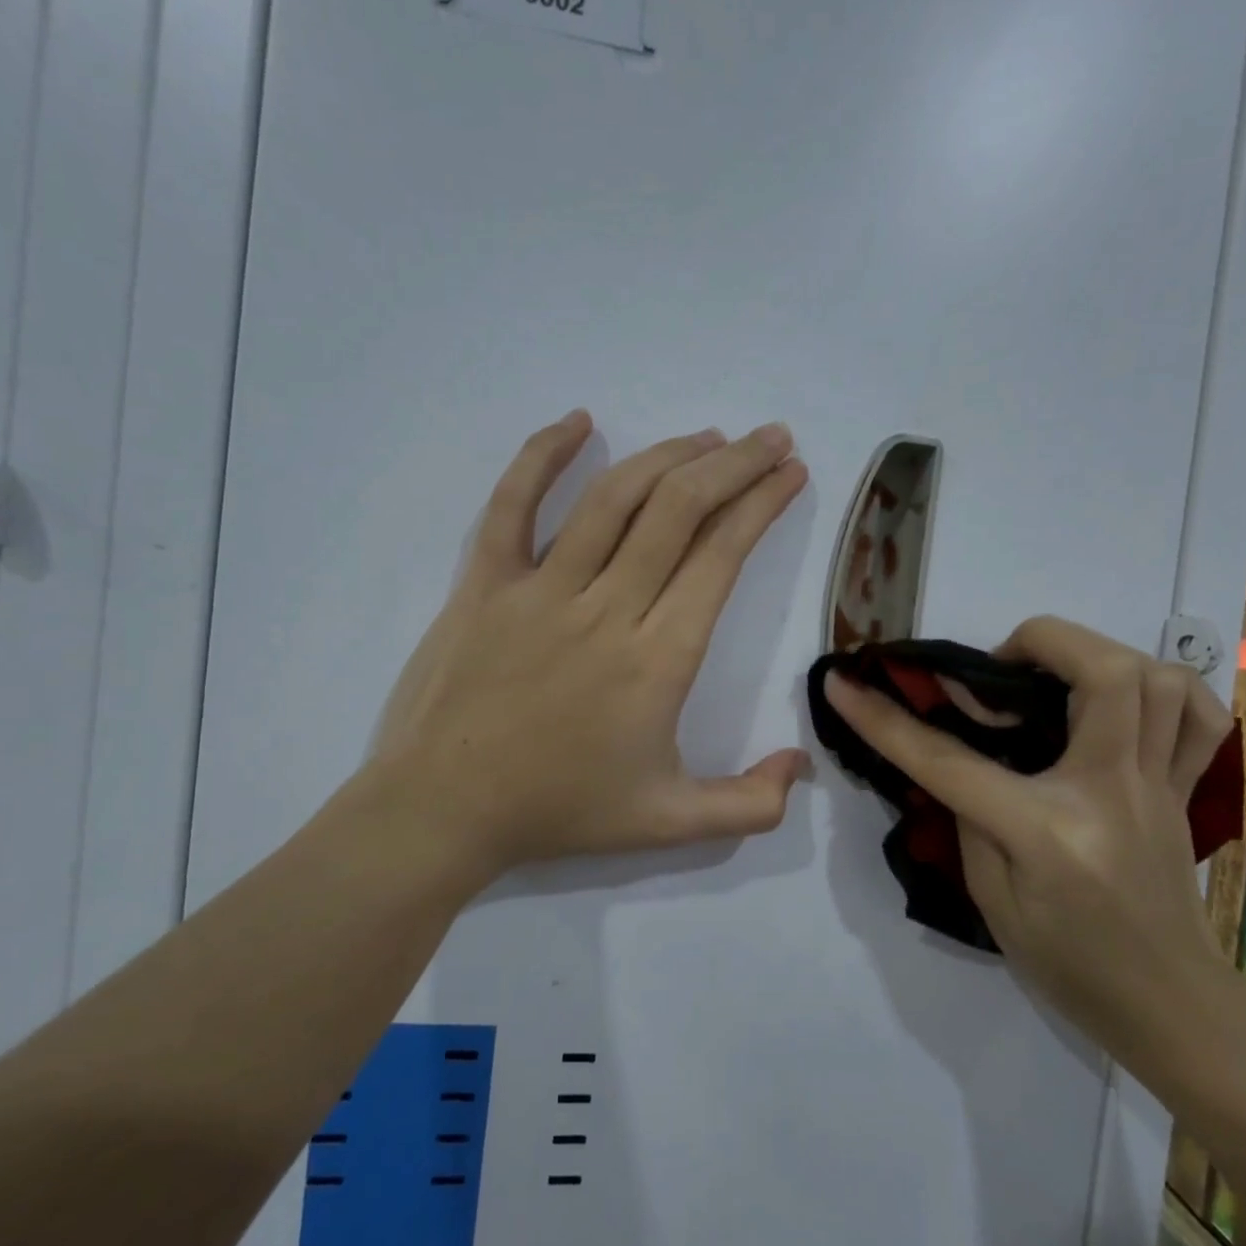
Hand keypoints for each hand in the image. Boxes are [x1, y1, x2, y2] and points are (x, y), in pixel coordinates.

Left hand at [363, 411, 810, 893]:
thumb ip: (748, 804)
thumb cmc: (559, 811)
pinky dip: (544, 455)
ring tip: (708, 437)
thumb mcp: (669, 823)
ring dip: (669, 455)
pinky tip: (580, 421)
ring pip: (614, 498)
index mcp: (657, 659)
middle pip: (679, 511)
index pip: (721, 557)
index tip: (791, 472)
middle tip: (770, 437)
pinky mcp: (484, 582)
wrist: (443, 811)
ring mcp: (540, 588)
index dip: (762, 504)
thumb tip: (802, 763)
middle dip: (735, 464)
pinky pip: (512, 503)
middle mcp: (606, 608)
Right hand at [823, 617, 1235, 1075]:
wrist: (1171, 1009)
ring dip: (1100, 656)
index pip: (950, 760)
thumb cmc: (1070, 967)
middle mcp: (1111, 791)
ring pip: (1160, 680)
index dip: (884, 719)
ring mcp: (1159, 786)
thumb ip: (969, 819)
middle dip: (1040, 640)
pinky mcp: (1185, 790)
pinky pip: (1203, 718)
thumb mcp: (993, 903)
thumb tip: (959, 758)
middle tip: (999, 666)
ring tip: (1055, 678)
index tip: (843, 684)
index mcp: (1047, 830)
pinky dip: (1167, 690)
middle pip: (1102, 674)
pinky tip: (1128, 701)